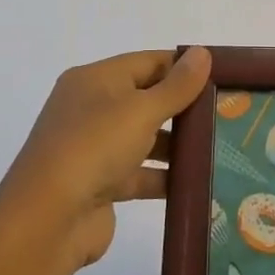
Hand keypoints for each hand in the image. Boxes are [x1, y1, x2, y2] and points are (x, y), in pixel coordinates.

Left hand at [0, 47, 210, 274]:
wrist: (46, 222)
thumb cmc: (93, 148)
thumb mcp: (140, 110)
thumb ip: (176, 86)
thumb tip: (202, 53)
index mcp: (95, 80)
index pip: (148, 62)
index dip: (183, 66)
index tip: (222, 76)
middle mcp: (92, 109)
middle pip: (147, 99)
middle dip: (184, 107)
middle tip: (227, 113)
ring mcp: (94, 148)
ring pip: (145, 138)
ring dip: (177, 145)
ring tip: (220, 147)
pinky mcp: (100, 185)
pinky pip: (140, 174)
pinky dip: (164, 177)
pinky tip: (198, 182)